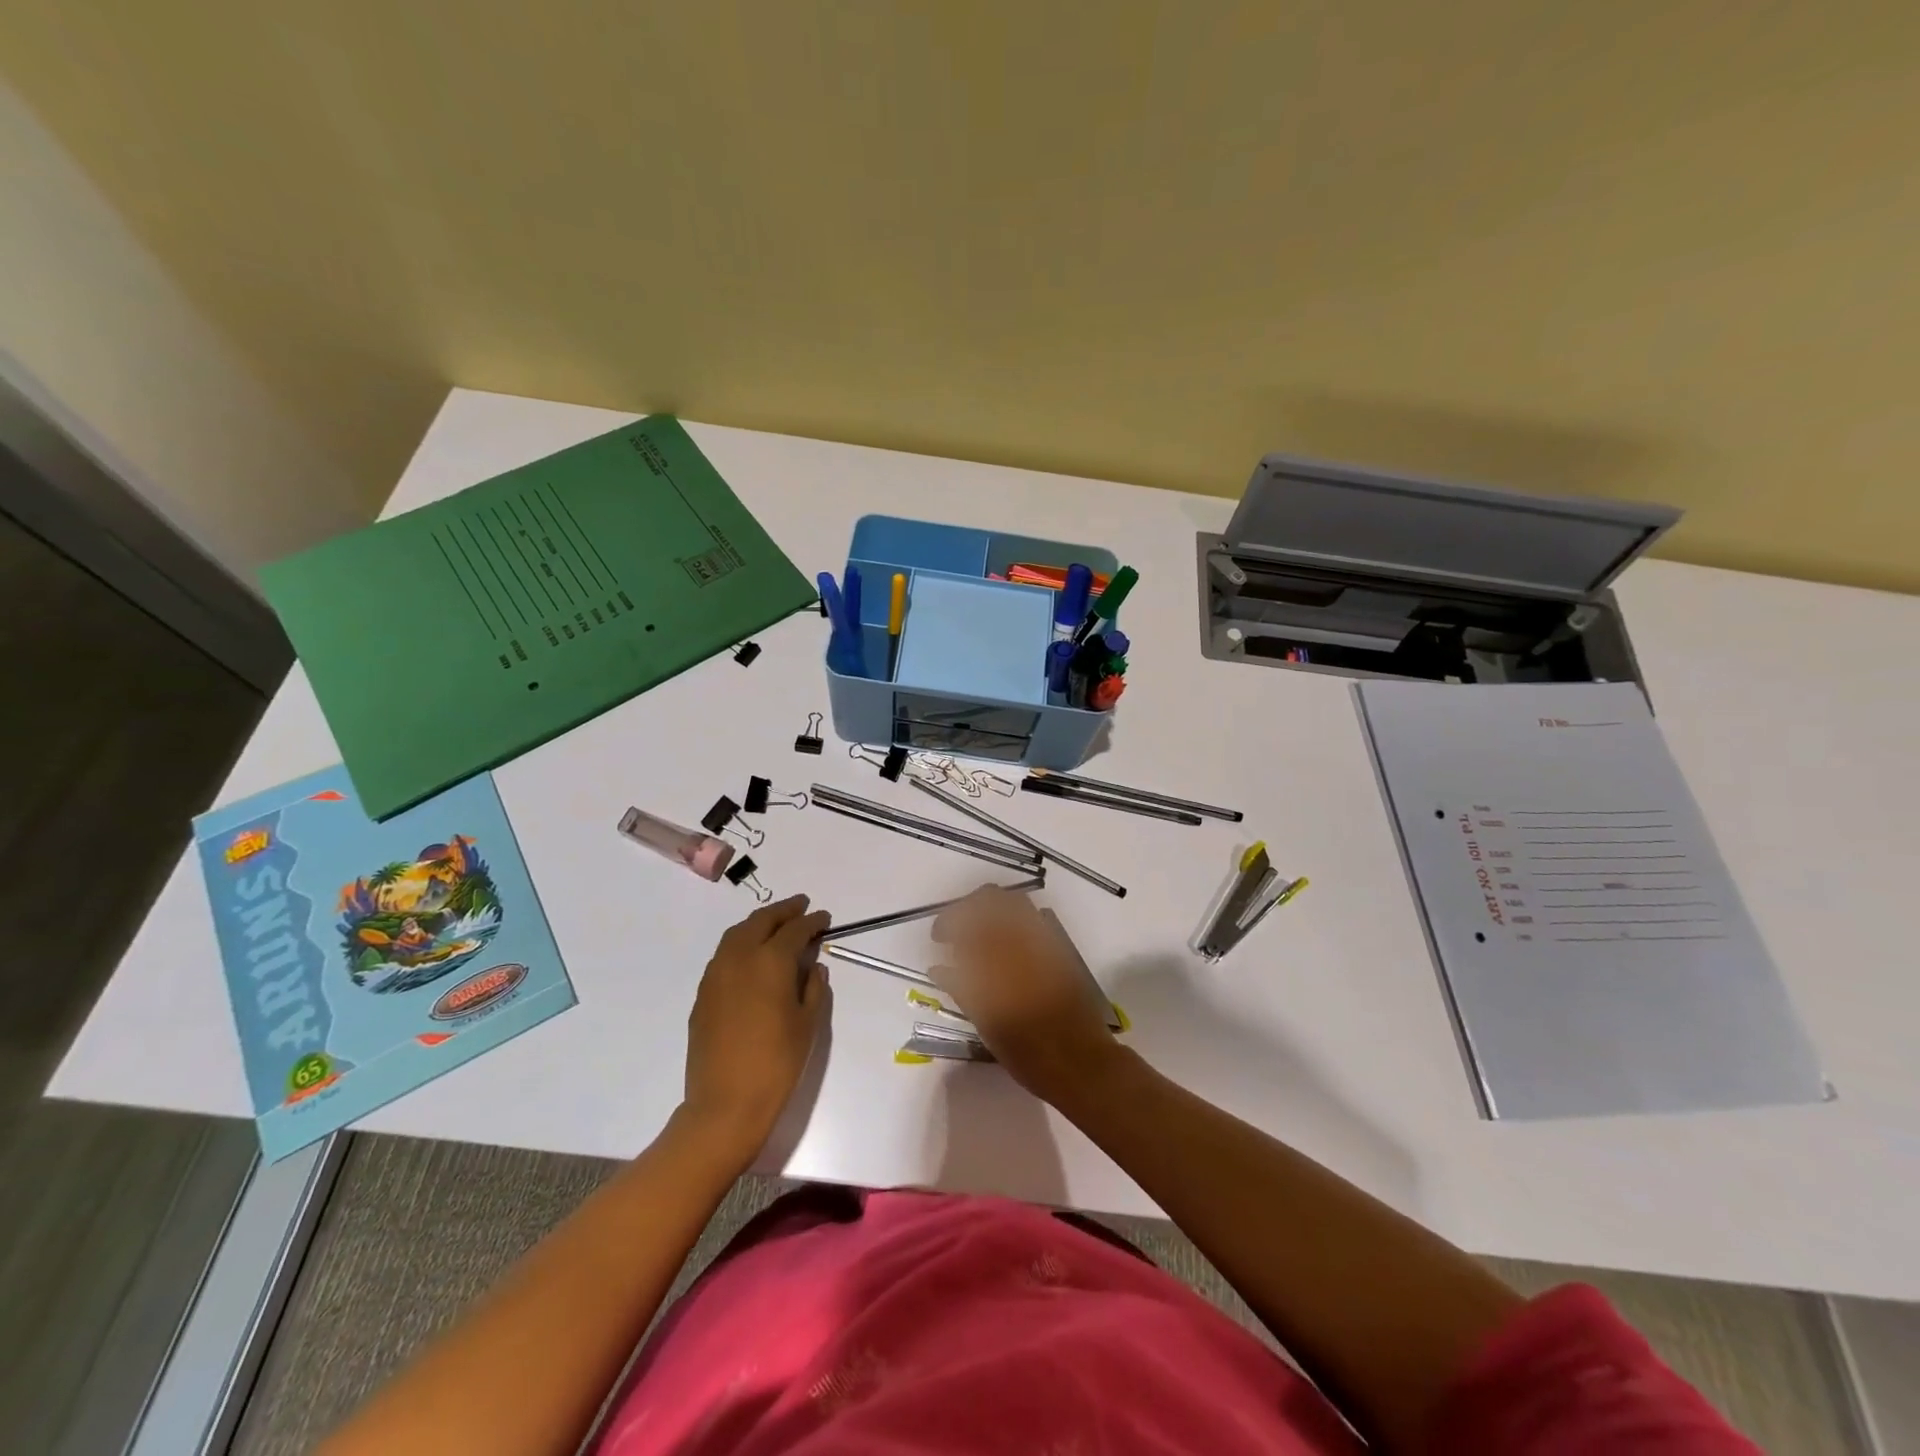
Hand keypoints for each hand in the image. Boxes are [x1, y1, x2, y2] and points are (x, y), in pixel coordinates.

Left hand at [682, 895, 832, 1162]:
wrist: (725, 1104)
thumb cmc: (777, 1063)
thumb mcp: (808, 1023)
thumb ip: (813, 987)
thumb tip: (812, 966)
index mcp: (770, 961)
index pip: (794, 930)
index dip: (812, 921)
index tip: (824, 918)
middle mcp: (739, 958)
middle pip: (761, 921)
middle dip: (783, 911)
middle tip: (801, 906)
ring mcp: (716, 975)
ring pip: (737, 934)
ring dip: (759, 923)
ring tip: (776, 925)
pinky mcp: (703, 995)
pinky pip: (724, 955)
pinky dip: (741, 944)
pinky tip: (752, 957)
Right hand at [929, 886, 1119, 1102]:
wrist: (1080, 1061)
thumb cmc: (1026, 1051)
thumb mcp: (985, 1023)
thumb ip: (960, 988)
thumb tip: (939, 968)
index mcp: (996, 958)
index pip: (965, 920)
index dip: (947, 922)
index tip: (938, 939)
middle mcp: (1021, 939)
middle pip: (991, 898)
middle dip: (969, 907)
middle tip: (958, 931)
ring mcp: (1044, 940)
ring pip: (1014, 902)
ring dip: (992, 910)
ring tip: (980, 936)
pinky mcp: (1060, 948)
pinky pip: (1033, 919)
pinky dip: (1013, 922)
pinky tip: (1006, 947)